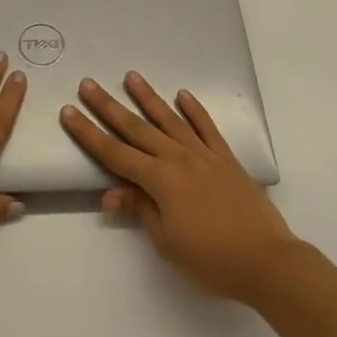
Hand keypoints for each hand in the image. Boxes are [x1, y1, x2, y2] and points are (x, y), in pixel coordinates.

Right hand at [61, 71, 298, 302]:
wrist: (267, 261)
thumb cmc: (212, 259)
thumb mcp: (167, 243)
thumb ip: (140, 211)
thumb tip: (111, 193)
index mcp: (159, 180)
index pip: (114, 153)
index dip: (89, 133)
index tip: (69, 112)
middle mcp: (177, 158)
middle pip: (136, 128)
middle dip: (108, 106)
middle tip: (87, 83)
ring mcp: (203, 154)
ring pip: (169, 119)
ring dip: (148, 97)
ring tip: (131, 76)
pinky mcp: (226, 158)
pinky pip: (206, 127)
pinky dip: (195, 110)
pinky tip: (183, 94)